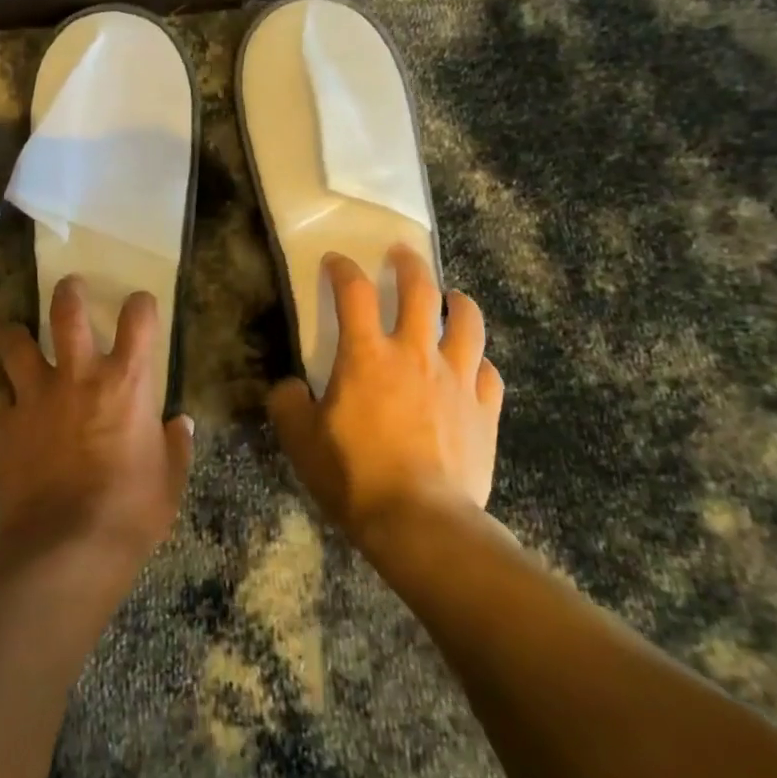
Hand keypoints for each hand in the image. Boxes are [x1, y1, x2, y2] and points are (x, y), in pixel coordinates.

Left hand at [0, 278, 194, 578]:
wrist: (65, 548)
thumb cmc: (130, 511)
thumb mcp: (169, 480)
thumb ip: (175, 446)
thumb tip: (180, 425)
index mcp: (127, 381)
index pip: (139, 318)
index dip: (141, 304)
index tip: (140, 305)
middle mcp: (79, 375)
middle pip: (67, 311)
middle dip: (68, 292)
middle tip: (69, 289)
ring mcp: (36, 396)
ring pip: (15, 343)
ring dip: (15, 335)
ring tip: (16, 335)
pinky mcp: (4, 425)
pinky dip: (5, 400)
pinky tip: (9, 411)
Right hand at [268, 246, 503, 544]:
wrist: (421, 523)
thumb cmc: (355, 477)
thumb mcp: (300, 442)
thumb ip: (288, 405)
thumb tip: (290, 387)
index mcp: (367, 355)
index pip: (354, 292)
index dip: (343, 269)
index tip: (336, 261)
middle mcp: (415, 353)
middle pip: (420, 288)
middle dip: (409, 264)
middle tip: (401, 254)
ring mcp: (457, 378)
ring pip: (467, 321)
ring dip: (457, 302)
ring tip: (450, 299)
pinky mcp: (485, 409)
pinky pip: (488, 371)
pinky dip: (478, 361)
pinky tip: (471, 367)